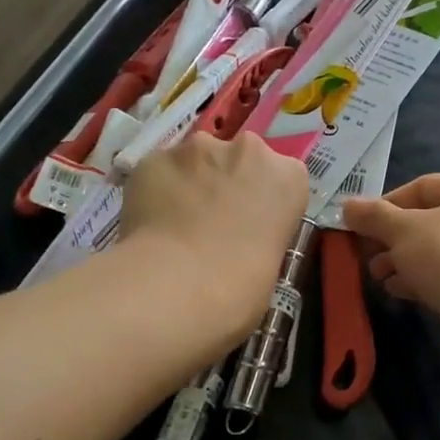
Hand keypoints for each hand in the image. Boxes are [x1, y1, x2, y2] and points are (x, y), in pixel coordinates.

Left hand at [121, 131, 308, 341]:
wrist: (179, 287)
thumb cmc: (242, 290)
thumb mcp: (272, 263)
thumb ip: (260, 234)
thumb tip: (238, 239)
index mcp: (288, 177)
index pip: (282, 178)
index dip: (263, 201)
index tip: (251, 226)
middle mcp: (247, 150)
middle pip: (239, 159)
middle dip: (227, 183)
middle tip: (212, 224)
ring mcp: (196, 150)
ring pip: (194, 161)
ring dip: (190, 184)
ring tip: (175, 226)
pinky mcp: (154, 158)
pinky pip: (158, 173)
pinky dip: (155, 192)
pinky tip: (150, 225)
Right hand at [339, 174, 439, 360]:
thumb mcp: (401, 230)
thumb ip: (373, 216)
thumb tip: (347, 206)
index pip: (424, 187)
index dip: (388, 203)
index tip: (362, 224)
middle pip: (431, 220)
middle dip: (393, 238)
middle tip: (367, 255)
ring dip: (405, 261)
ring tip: (379, 277)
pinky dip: (424, 280)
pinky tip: (400, 292)